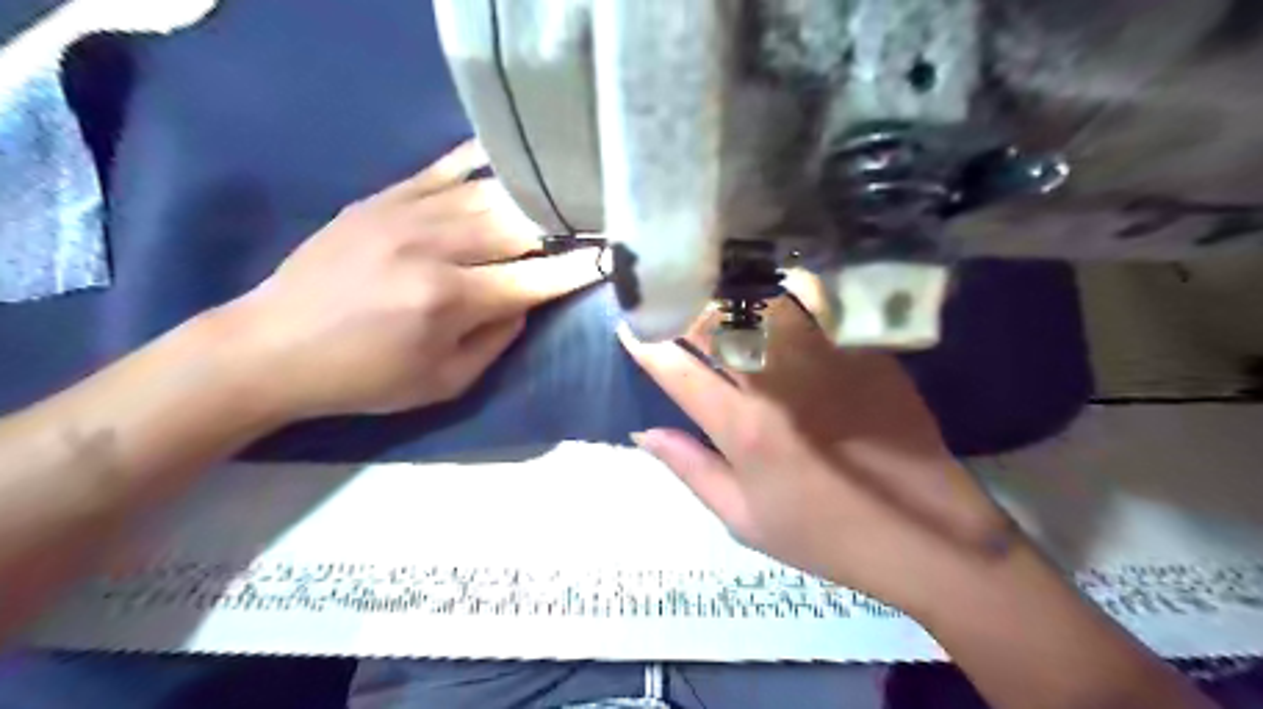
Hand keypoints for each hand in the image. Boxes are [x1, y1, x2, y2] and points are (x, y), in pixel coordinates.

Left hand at [224, 140, 602, 419]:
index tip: (613, 259)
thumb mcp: (442, 383)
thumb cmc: (364, 377)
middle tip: (596, 220)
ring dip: (532, 195)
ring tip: (565, 192)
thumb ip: (495, 340)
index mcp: (448, 301)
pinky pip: (444, 168)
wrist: (270, 345)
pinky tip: (511, 154)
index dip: (578, 270)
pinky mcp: (383, 197)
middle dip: (563, 225)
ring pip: (488, 193)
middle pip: (518, 226)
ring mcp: (405, 214)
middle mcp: (433, 248)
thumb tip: (526, 299)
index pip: (534, 279)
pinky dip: (483, 160)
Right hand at [620, 280, 1013, 606]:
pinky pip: (817, 305)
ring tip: (711, 276)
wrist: (924, 533)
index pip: (676, 371)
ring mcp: (825, 360)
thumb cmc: (824, 533)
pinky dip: (786, 291)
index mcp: (743, 429)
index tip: (628, 327)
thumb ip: (690, 470)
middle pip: (716, 323)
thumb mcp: (744, 519)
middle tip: (665, 291)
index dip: (644, 344)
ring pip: (764, 302)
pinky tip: (773, 284)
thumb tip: (643, 434)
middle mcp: (778, 383)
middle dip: (681, 303)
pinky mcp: (863, 351)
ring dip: (729, 288)